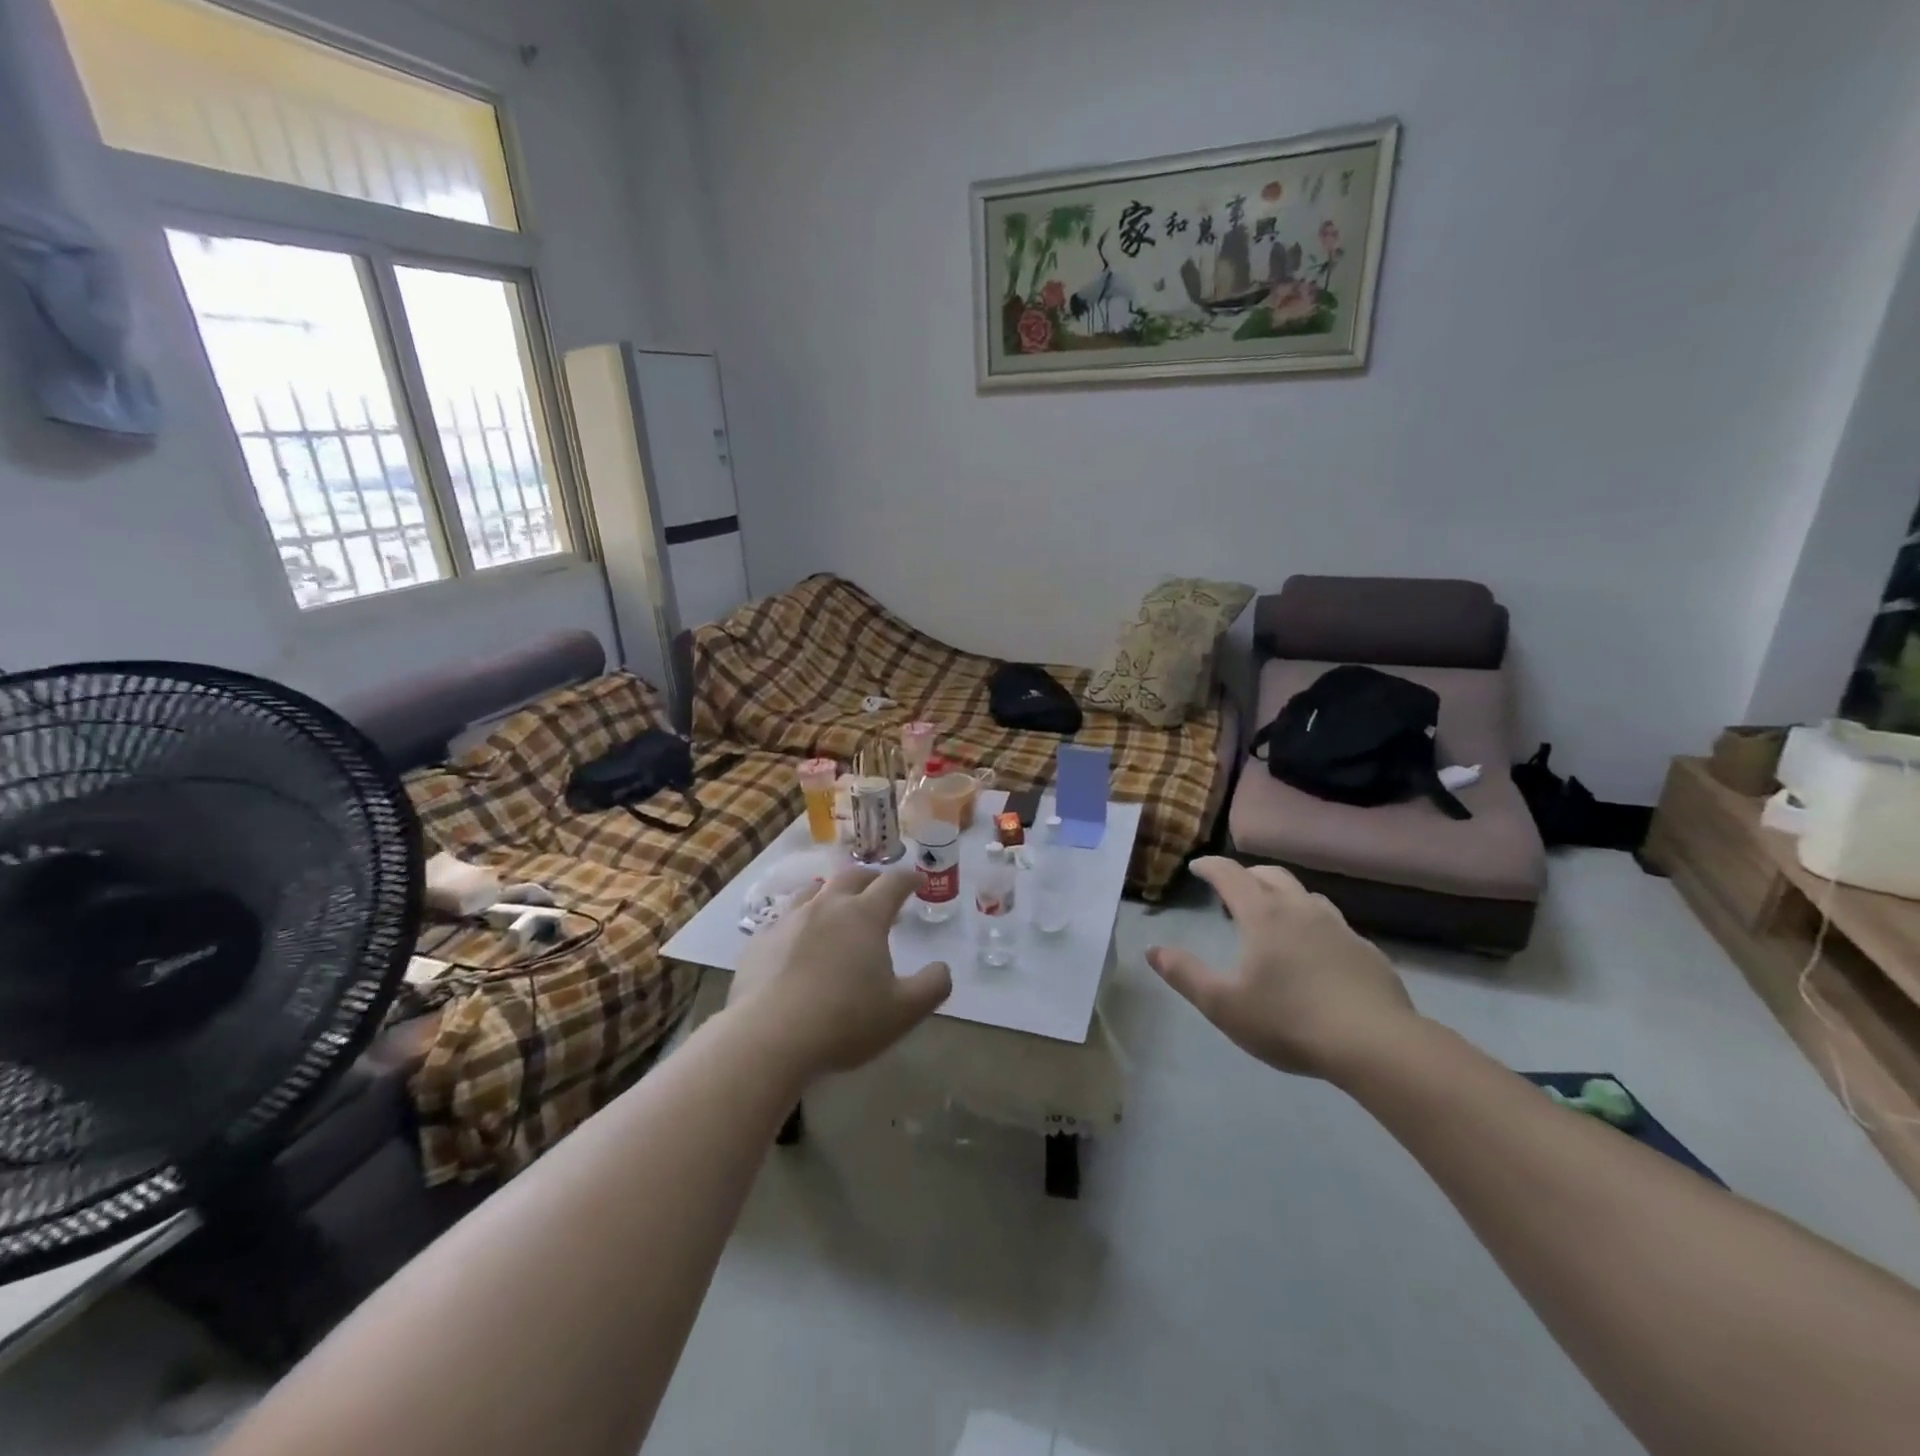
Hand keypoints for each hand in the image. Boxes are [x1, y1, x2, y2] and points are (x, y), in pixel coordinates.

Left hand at [727, 867, 951, 1078]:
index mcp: (864, 916)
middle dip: (872, 878)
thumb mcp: (903, 1011)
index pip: (893, 883)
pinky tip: (797, 939)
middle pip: (852, 876)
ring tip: (837, 905)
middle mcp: (826, 906)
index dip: (909, 879)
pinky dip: (799, 919)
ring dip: (832, 892)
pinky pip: (783, 918)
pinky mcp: (759, 940)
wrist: (768, 1038)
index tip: (918, 881)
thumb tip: (942, 968)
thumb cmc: (844, 1021)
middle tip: (881, 888)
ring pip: (814, 891)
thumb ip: (933, 986)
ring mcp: (788, 920)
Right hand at [1147, 857, 1419, 1078]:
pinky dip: (1314, 925)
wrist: (1375, 1044)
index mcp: (1263, 915)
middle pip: (1272, 875)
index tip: (1197, 867)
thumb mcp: (1223, 1004)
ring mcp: (1340, 928)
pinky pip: (1334, 925)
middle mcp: (1301, 910)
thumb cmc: (1288, 1020)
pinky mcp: (1367, 952)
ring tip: (1274, 915)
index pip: (1231, 874)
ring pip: (1307, 896)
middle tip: (1233, 888)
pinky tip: (1316, 953)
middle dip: (1248, 875)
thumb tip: (1152, 950)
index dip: (1211, 866)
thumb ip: (1184, 974)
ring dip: (1284, 896)